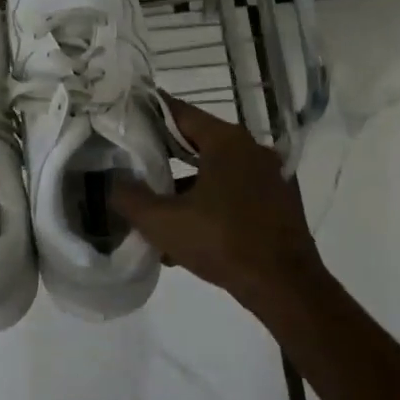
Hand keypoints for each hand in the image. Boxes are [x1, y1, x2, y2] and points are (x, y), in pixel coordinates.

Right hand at [110, 95, 325, 315]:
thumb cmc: (222, 242)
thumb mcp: (163, 222)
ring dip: (187, 183)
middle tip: (134, 158)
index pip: (180, 112)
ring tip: (156, 204)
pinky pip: (234, 191)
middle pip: (198, 140)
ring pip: (216, 169)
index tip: (127, 114)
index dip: (150, 112)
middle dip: (165, 151)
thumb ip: (130, 198)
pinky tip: (188, 230)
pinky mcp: (278, 202)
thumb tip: (113, 182)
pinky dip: (210, 201)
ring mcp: (269, 176)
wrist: (286, 287)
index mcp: (226, 141)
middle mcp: (251, 149)